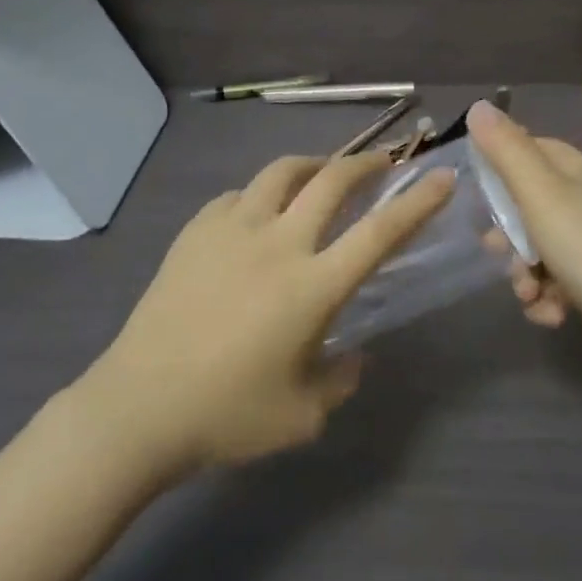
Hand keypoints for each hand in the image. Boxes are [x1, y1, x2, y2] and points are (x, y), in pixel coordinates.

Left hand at [79, 152, 453, 474]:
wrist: (139, 405)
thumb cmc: (227, 415)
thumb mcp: (301, 416)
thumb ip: (339, 380)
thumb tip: (352, 355)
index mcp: (313, 286)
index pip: (379, 233)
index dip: (417, 202)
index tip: (442, 178)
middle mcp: (278, 243)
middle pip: (331, 182)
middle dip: (365, 165)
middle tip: (381, 164)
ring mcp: (232, 229)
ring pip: (280, 172)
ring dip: (312, 165)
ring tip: (321, 173)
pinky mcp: (196, 231)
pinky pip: (237, 195)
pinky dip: (259, 194)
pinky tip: (257, 212)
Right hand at [468, 100, 581, 383]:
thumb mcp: (540, 194)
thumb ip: (506, 150)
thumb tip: (478, 106)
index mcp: (575, 172)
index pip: (526, 148)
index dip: (497, 166)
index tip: (474, 190)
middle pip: (524, 203)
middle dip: (506, 232)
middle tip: (497, 249)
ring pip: (533, 248)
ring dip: (522, 273)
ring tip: (529, 291)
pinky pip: (550, 283)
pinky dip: (544, 299)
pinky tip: (550, 313)